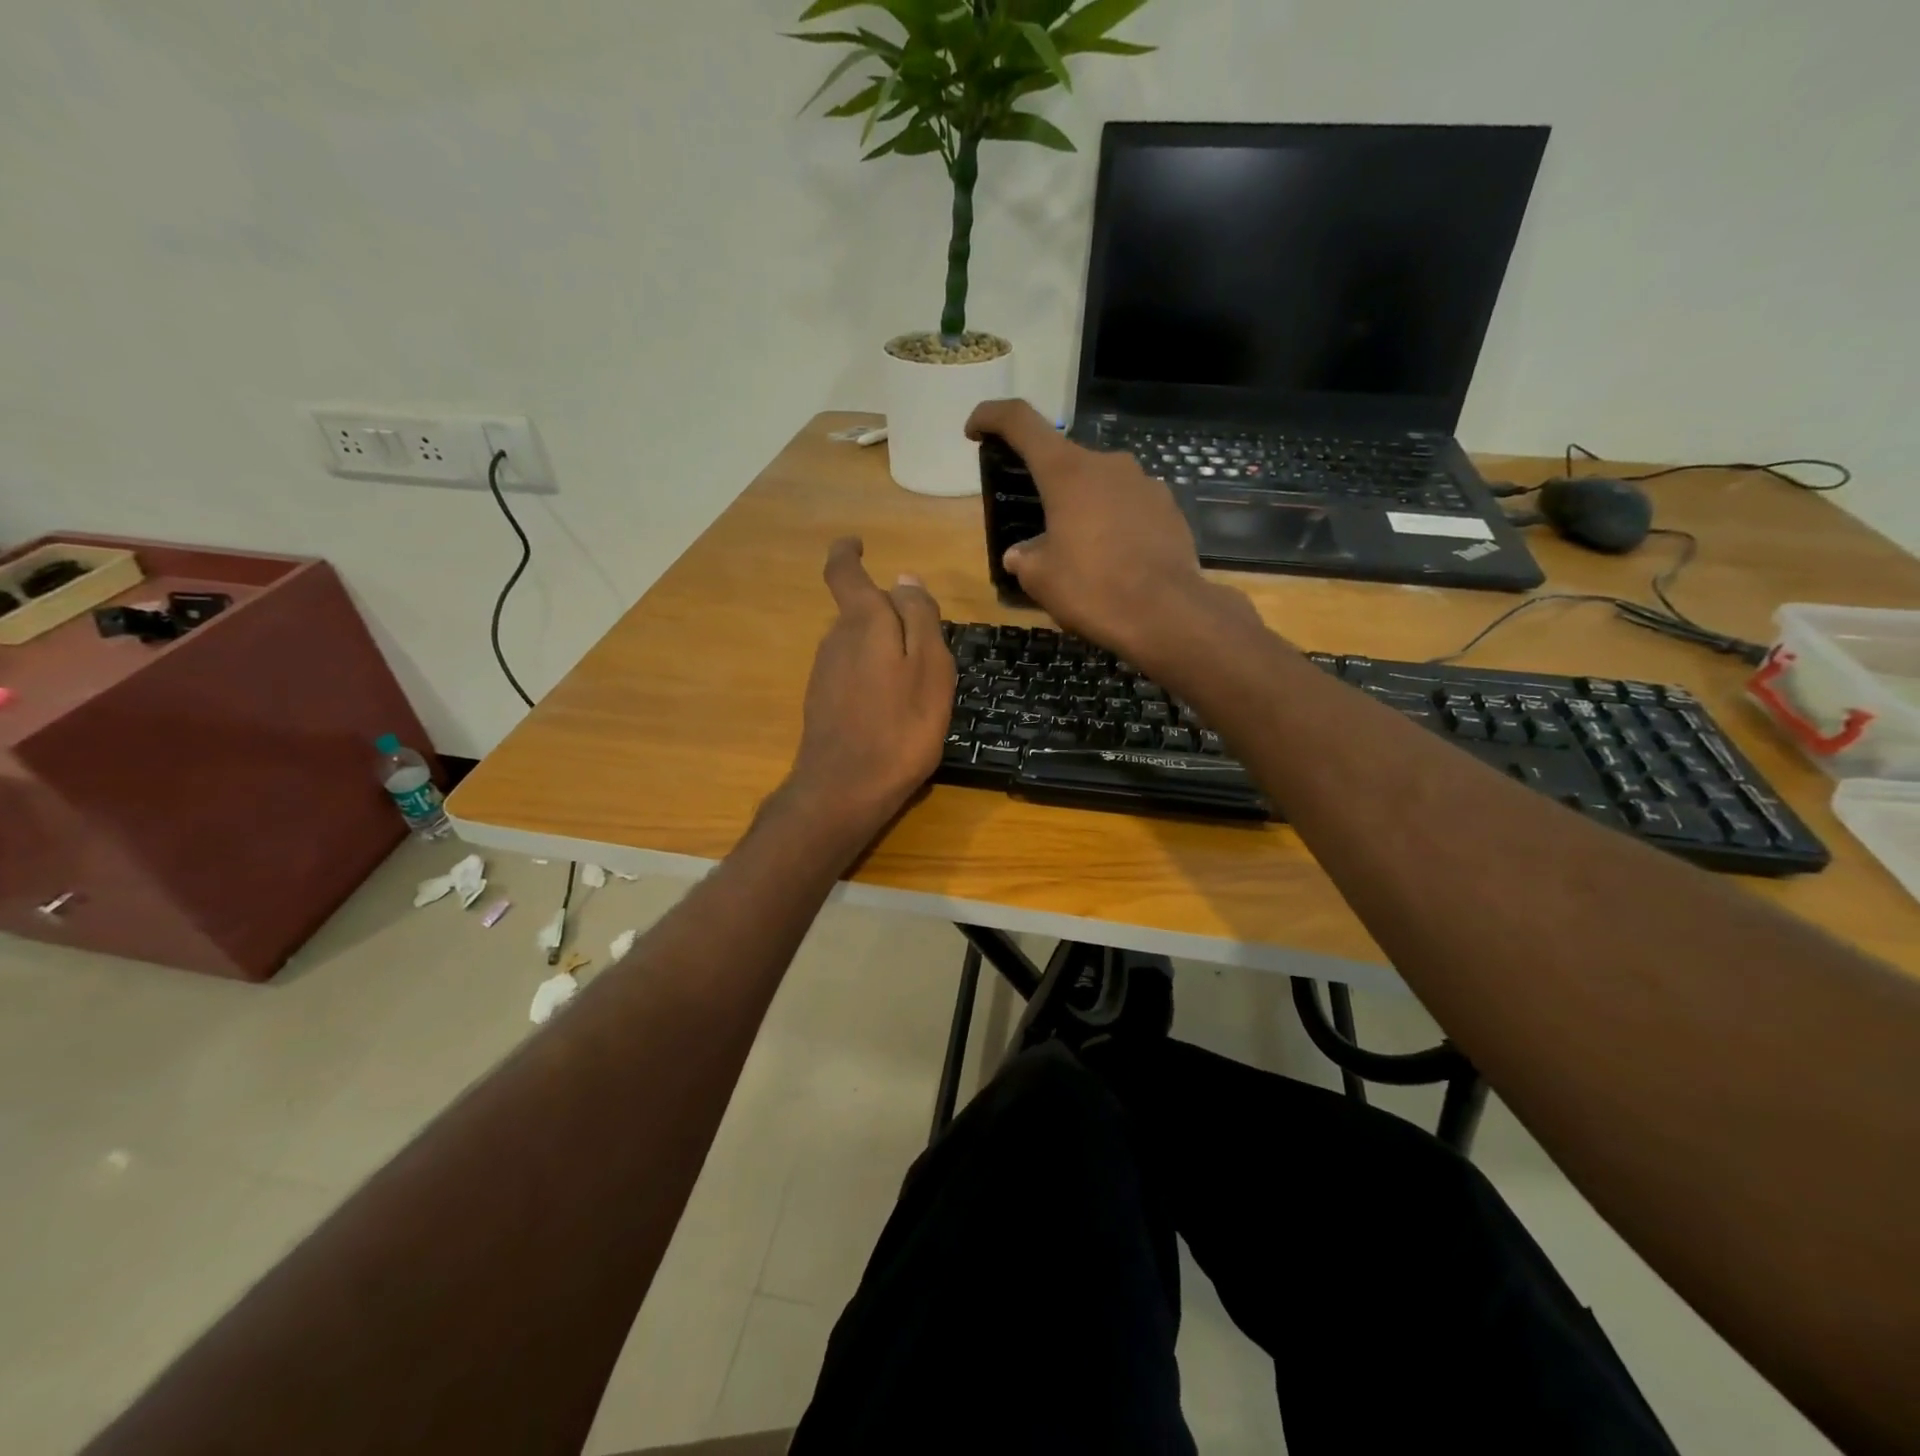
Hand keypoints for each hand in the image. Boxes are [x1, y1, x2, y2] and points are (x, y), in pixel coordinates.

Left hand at [784, 537, 955, 839]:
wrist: (846, 790)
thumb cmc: (900, 727)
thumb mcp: (929, 667)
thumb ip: (919, 618)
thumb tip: (906, 578)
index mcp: (863, 623)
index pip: (844, 572)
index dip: (847, 553)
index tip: (857, 544)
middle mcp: (836, 640)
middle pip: (861, 612)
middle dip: (890, 616)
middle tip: (928, 644)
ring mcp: (825, 673)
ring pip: (859, 644)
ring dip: (885, 650)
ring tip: (919, 684)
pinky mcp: (822, 702)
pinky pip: (853, 673)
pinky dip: (875, 676)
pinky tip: (894, 709)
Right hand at [965, 399, 1250, 671]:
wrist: (1167, 615)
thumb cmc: (1092, 589)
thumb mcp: (1040, 579)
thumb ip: (1024, 557)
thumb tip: (1020, 555)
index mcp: (1067, 471)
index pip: (1021, 422)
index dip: (992, 417)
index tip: (975, 430)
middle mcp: (1108, 464)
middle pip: (1065, 461)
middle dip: (1047, 487)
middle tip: (1037, 526)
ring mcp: (1145, 483)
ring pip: (1101, 486)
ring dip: (1083, 508)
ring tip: (1079, 552)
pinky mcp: (1169, 509)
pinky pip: (1130, 507)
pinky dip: (1114, 524)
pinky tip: (1113, 560)